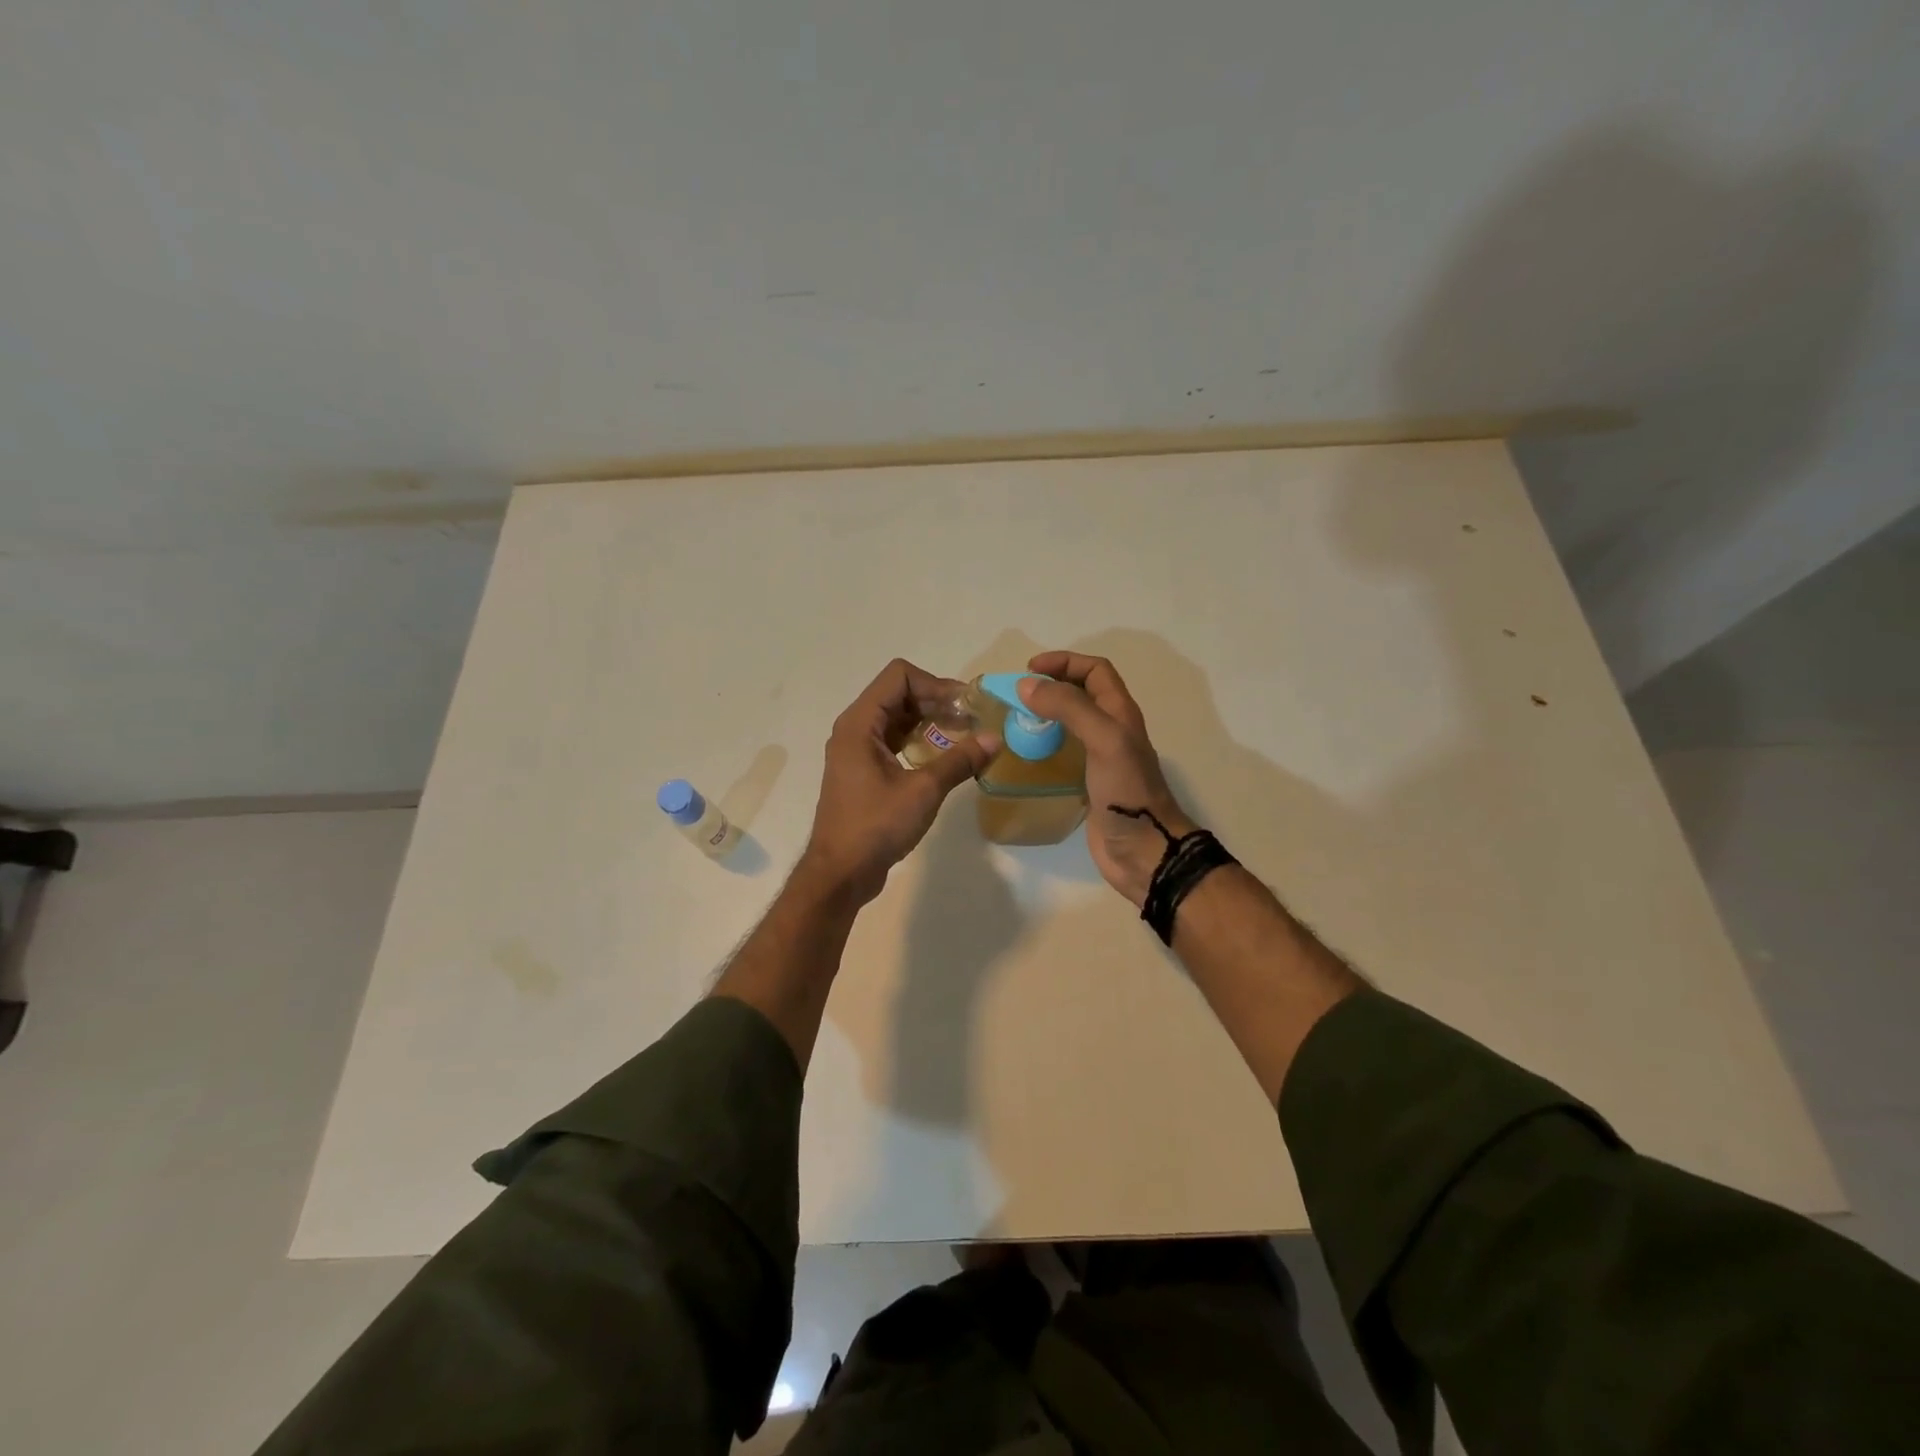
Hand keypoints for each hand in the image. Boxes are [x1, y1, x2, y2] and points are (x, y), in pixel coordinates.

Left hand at [800, 659, 999, 905]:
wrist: (840, 873)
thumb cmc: (876, 826)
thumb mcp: (924, 791)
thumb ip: (959, 760)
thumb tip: (995, 739)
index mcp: (860, 724)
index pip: (899, 676)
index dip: (935, 684)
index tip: (965, 707)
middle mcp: (854, 729)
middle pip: (898, 694)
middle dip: (937, 702)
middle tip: (972, 720)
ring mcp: (856, 751)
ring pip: (897, 718)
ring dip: (929, 722)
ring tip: (964, 736)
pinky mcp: (863, 771)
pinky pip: (893, 741)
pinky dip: (918, 741)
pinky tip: (943, 758)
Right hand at [1020, 651, 1195, 906]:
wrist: (1144, 850)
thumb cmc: (1128, 791)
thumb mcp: (1104, 739)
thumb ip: (1069, 708)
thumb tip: (1027, 686)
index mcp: (1120, 713)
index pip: (1095, 671)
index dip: (1065, 662)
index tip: (1029, 670)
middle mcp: (1112, 730)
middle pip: (1082, 694)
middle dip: (1051, 686)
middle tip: (1017, 696)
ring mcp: (1100, 758)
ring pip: (1071, 723)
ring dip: (1045, 716)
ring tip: (1014, 721)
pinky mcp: (1088, 783)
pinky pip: (1063, 754)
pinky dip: (1044, 746)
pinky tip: (1024, 755)